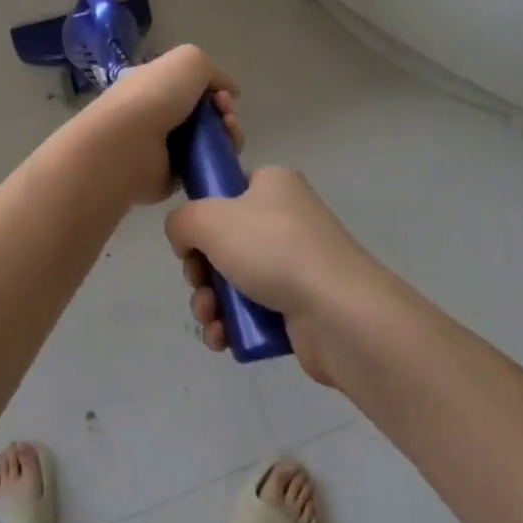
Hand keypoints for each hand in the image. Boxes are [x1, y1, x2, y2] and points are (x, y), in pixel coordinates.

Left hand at [73, 45, 242, 207]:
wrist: (129, 143)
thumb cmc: (156, 95)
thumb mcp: (190, 60)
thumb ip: (214, 71)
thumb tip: (230, 91)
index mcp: (157, 84)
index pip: (194, 86)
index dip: (216, 88)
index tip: (224, 94)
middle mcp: (161, 113)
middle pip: (208, 114)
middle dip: (226, 112)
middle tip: (226, 115)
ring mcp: (167, 146)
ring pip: (212, 140)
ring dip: (229, 134)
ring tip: (228, 132)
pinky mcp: (175, 176)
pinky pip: (207, 166)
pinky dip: (220, 160)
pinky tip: (222, 154)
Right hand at [166, 169, 383, 387]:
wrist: (340, 313)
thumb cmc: (274, 249)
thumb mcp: (209, 219)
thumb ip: (181, 221)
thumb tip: (184, 239)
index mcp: (273, 184)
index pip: (227, 190)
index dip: (202, 215)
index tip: (192, 240)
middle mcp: (286, 219)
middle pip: (224, 241)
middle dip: (200, 270)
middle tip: (198, 284)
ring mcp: (296, 264)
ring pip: (234, 279)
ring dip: (210, 301)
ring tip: (210, 319)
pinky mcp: (300, 307)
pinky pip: (253, 311)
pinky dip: (232, 324)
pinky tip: (222, 338)